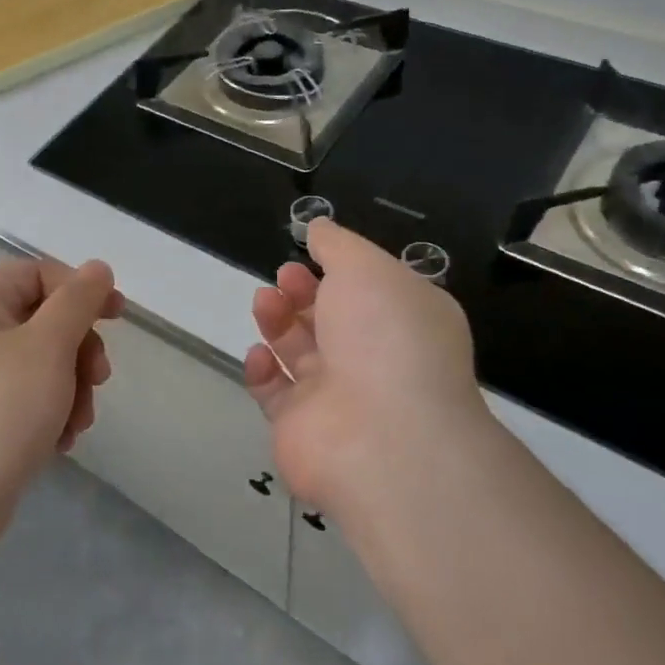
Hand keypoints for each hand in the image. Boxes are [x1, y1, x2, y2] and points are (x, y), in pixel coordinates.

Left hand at [0, 257, 121, 528]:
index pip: (36, 273)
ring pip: (39, 365)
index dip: (80, 289)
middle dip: (79, 349)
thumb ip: (77, 302)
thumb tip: (98, 268)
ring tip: (77, 424)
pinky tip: (59, 443)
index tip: (117, 317)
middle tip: (98, 380)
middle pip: (41, 320)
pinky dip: (49, 414)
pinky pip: (24, 401)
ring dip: (71, 388)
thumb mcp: (47, 347)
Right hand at [244, 219, 490, 520]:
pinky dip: (263, 370)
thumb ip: (338, 245)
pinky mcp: (301, 428)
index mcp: (404, 323)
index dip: (336, 271)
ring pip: (298, 353)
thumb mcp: (367, 269)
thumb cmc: (384, 338)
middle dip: (302, 293)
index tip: (307, 256)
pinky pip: (275, 393)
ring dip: (278, 322)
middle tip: (283, 279)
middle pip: (329, 320)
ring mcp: (337, 398)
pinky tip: (260, 355)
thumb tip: (319, 227)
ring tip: (264, 302)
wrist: (380, 437)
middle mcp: (374, 360)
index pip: (368, 293)